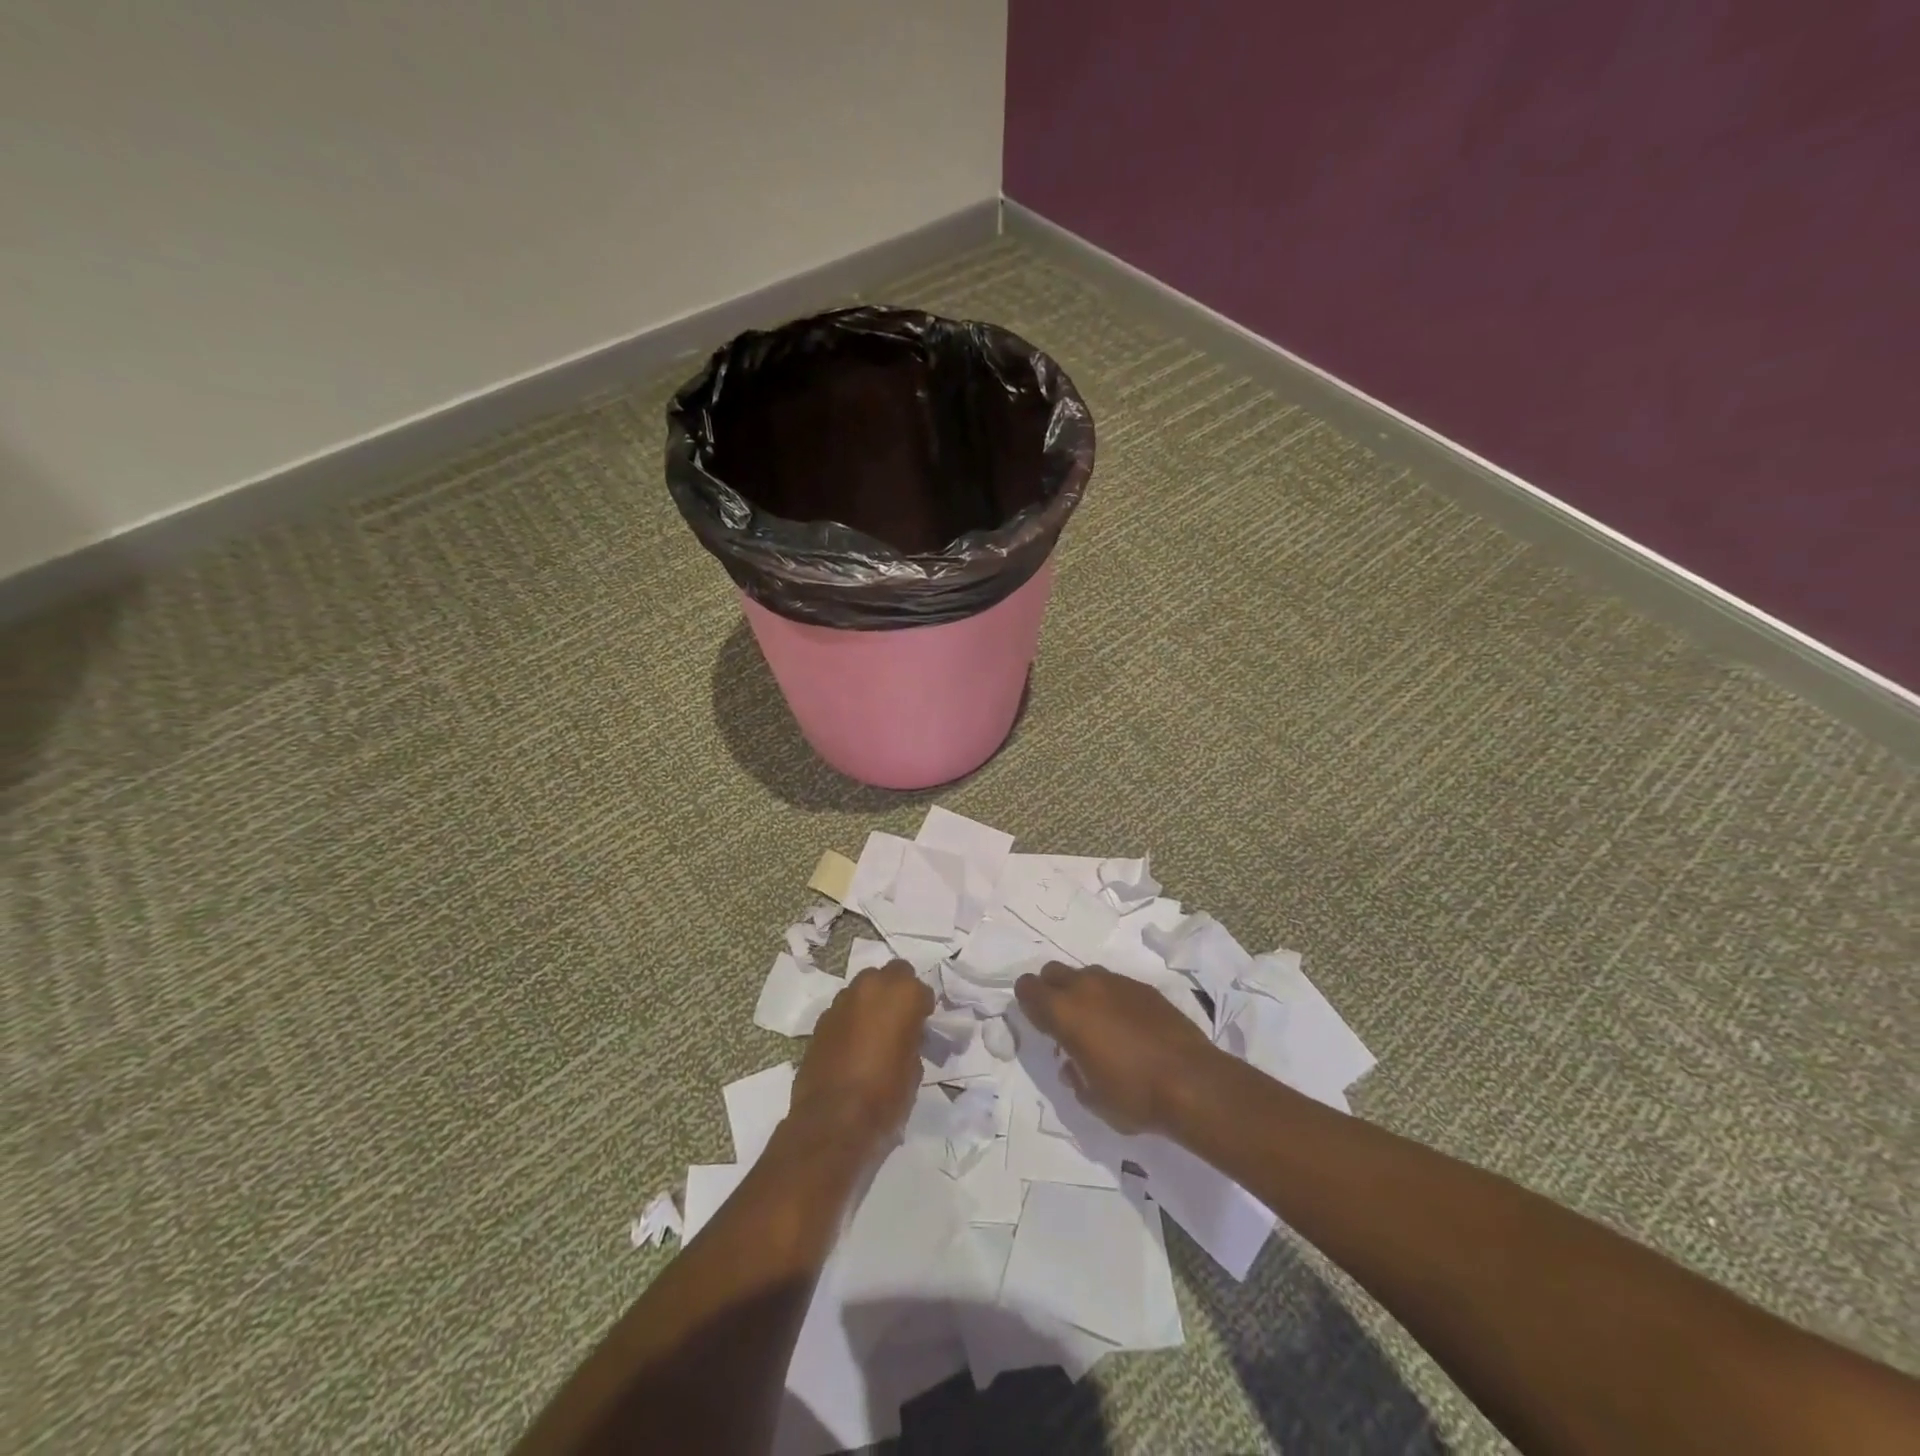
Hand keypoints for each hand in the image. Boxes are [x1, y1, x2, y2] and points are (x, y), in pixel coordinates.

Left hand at [790, 960, 932, 1148]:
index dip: (922, 1007)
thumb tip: (905, 1035)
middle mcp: (871, 986)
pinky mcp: (821, 1019)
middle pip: (890, 975)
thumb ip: (912, 1038)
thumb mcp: (914, 1067)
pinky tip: (853, 1045)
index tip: (922, 1025)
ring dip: (871, 1003)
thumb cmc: (885, 1094)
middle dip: (896, 992)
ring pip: (863, 989)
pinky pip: (844, 1010)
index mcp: (902, 994)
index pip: (920, 988)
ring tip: (874, 1033)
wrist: (833, 1119)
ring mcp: (842, 1001)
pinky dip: (851, 1020)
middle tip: (899, 1020)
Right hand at [1014, 963, 1219, 1134]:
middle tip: (1063, 1022)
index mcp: (1065, 1011)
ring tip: (1098, 1026)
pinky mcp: (1144, 988)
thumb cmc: (1133, 1095)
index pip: (1028, 987)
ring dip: (1083, 994)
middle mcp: (1087, 987)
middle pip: (1054, 972)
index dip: (1028, 1003)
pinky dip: (1112, 1000)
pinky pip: (1115, 985)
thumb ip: (1074, 1074)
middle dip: (1052, 991)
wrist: (1193, 1083)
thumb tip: (1073, 1063)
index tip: (1039, 1024)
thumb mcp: (1091, 1098)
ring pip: (1086, 975)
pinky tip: (1127, 1027)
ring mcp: (1118, 983)